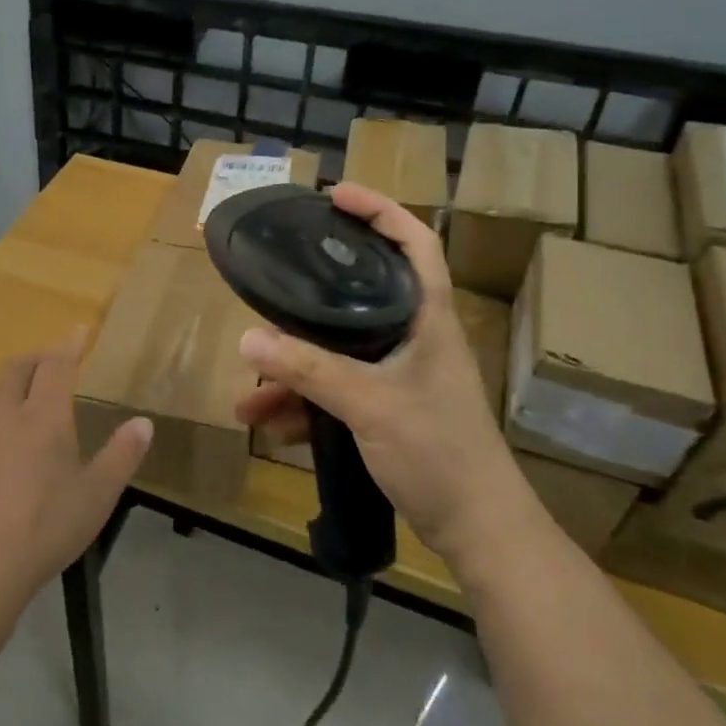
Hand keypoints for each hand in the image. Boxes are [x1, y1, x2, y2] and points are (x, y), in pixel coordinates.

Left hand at [0, 333, 152, 611]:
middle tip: (53, 360)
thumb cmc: (46, 526)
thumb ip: (121, 455)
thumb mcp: (97, 495)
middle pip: (16, 370)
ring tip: (29, 397)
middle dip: (36, 357)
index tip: (78, 329)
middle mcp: (5, 417)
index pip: (56, 366)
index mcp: (43, 417)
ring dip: (12, 385)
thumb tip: (143, 423)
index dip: (69, 345)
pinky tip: (5, 448)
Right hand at [235, 183, 538, 560]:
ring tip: (247, 397)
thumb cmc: (438, 452)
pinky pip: (335, 393)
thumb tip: (247, 341)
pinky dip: (303, 405)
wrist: (478, 530)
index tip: (336, 195)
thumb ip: (308, 370)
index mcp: (426, 319)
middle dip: (307, 302)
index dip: (380, 210)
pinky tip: (268, 427)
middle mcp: (413, 338)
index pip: (415, 243)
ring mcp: (400, 376)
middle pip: (358, 297)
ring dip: (291, 373)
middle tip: (270, 288)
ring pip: (336, 355)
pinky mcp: (388, 410)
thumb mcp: (370, 404)